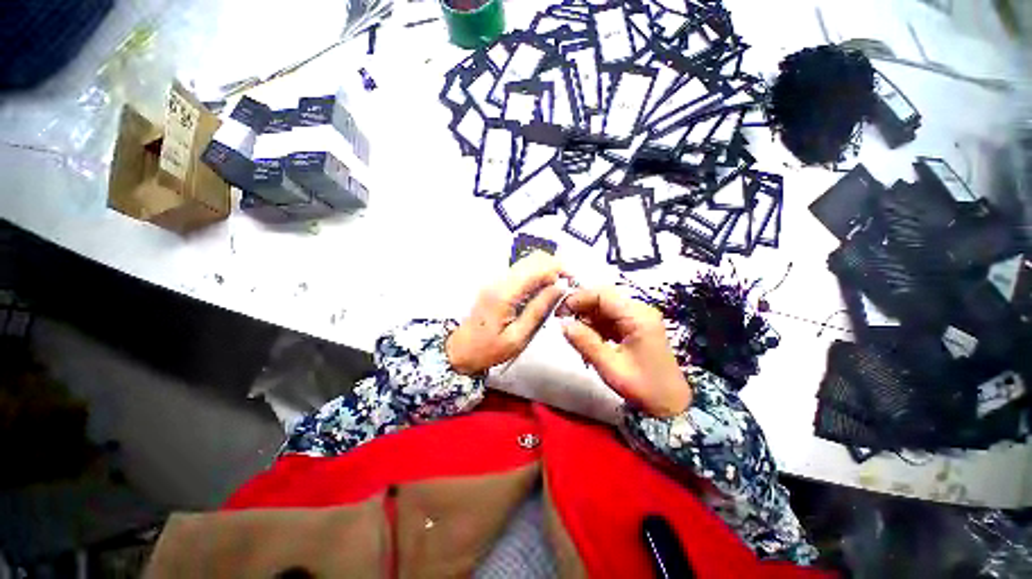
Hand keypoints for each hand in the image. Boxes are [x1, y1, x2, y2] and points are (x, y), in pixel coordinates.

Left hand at [446, 252, 567, 374]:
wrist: (458, 350)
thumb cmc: (488, 349)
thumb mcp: (518, 337)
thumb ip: (539, 310)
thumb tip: (560, 287)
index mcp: (505, 292)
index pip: (537, 267)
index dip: (559, 268)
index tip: (573, 280)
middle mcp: (500, 279)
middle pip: (533, 258)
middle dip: (554, 266)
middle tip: (567, 285)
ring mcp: (496, 279)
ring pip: (527, 262)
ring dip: (545, 270)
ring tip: (557, 289)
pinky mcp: (496, 283)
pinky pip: (520, 271)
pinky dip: (536, 275)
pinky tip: (541, 291)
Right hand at [559, 287, 691, 417]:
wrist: (670, 404)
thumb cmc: (642, 386)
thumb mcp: (610, 366)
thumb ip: (585, 342)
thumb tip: (563, 324)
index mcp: (637, 316)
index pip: (602, 294)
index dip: (578, 299)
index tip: (559, 312)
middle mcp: (639, 311)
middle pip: (603, 298)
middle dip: (581, 308)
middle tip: (563, 323)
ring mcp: (638, 318)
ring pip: (604, 308)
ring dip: (587, 319)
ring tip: (575, 337)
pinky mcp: (635, 327)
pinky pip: (610, 319)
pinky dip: (596, 327)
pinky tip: (589, 341)